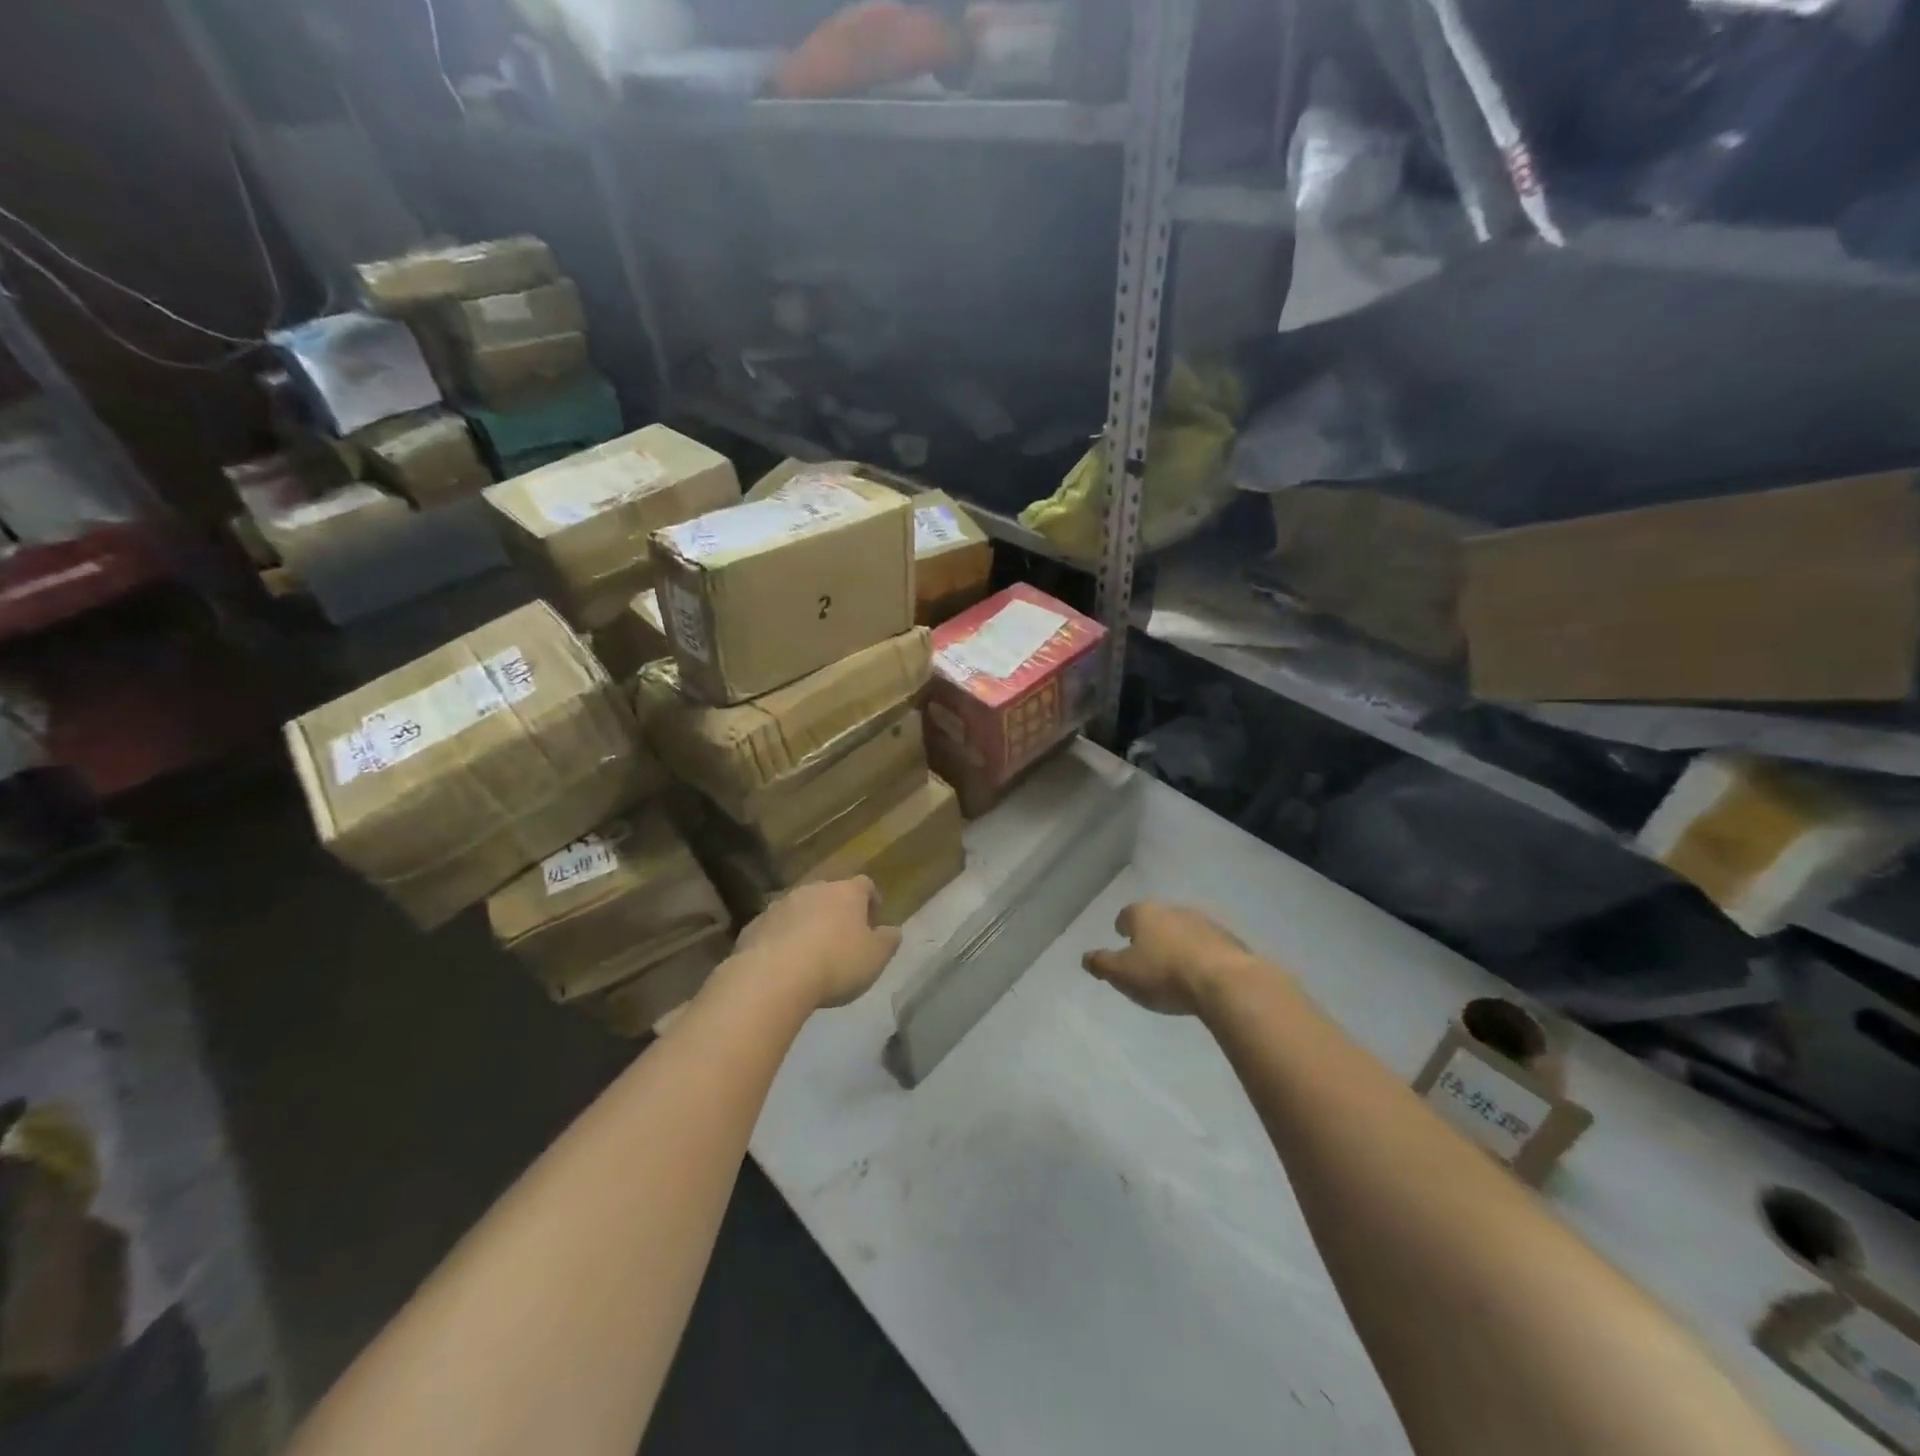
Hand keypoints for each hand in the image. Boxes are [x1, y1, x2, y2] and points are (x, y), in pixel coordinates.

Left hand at [733, 876, 901, 1009]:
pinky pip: (775, 928)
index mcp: (846, 893)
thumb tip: (893, 930)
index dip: (871, 899)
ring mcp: (780, 905)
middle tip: (843, 938)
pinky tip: (784, 964)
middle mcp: (813, 889)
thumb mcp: (875, 958)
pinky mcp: (754, 925)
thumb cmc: (835, 964)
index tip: (874, 918)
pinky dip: (782, 939)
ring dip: (808, 924)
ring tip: (812, 953)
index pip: (865, 884)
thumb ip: (888, 941)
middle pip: (830, 894)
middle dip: (837, 911)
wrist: (773, 977)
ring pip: (800, 909)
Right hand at [1082, 901, 1253, 1016]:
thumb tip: (1085, 957)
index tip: (1121, 936)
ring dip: (1177, 943)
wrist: (1225, 981)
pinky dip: (1200, 954)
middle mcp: (1173, 910)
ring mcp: (1204, 922)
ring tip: (1174, 965)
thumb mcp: (1122, 974)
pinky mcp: (1229, 940)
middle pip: (1157, 918)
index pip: (1128, 914)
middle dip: (1151, 933)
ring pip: (1183, 929)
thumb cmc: (1164, 974)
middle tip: (1146, 953)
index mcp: (1145, 914)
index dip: (1122, 925)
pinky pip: (1207, 945)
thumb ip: (1101, 964)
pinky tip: (1200, 973)